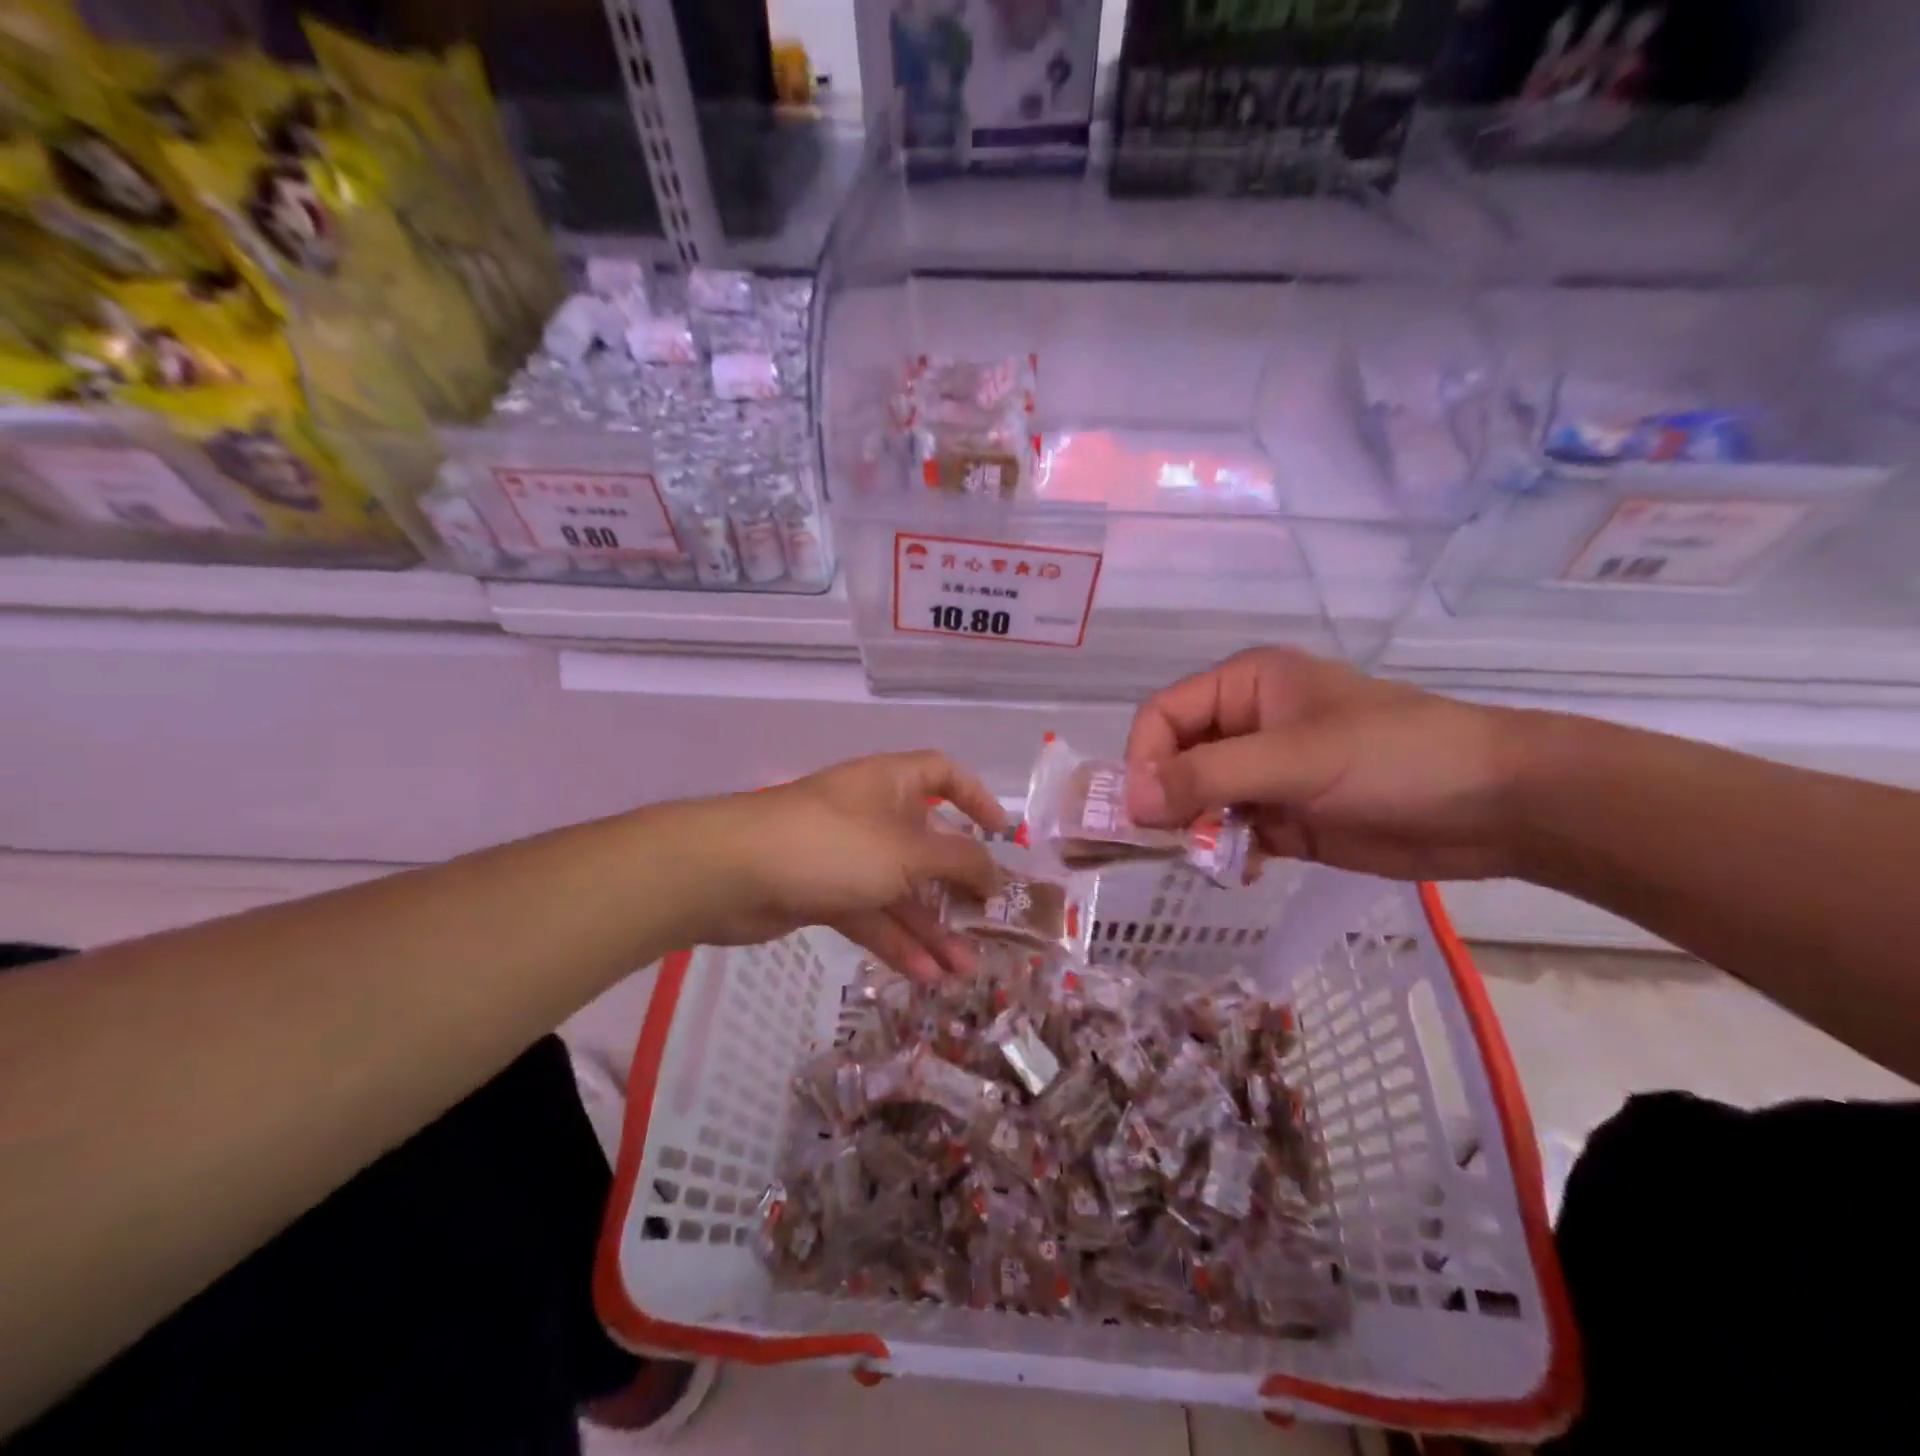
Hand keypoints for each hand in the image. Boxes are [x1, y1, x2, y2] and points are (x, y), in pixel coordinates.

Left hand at [697, 750, 1006, 979]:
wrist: (730, 873)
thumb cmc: (832, 844)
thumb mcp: (907, 850)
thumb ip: (958, 862)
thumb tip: (994, 873)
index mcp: (892, 784)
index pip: (942, 774)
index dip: (975, 797)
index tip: (1001, 833)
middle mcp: (873, 815)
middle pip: (928, 845)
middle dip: (959, 886)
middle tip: (991, 923)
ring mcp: (847, 857)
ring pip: (901, 890)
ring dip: (933, 927)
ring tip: (965, 970)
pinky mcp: (825, 894)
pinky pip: (872, 915)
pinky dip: (897, 942)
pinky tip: (926, 975)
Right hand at [1124, 648, 1528, 880]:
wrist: (1499, 806)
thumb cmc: (1394, 758)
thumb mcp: (1296, 758)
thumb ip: (1208, 776)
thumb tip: (1130, 800)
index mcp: (1245, 686)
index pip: (1163, 716)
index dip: (1143, 759)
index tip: (1142, 811)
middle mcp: (1247, 725)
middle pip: (1175, 759)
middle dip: (1167, 800)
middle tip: (1167, 842)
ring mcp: (1267, 773)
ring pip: (1200, 800)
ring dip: (1195, 830)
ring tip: (1209, 857)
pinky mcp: (1287, 817)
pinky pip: (1232, 832)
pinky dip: (1226, 852)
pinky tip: (1244, 868)